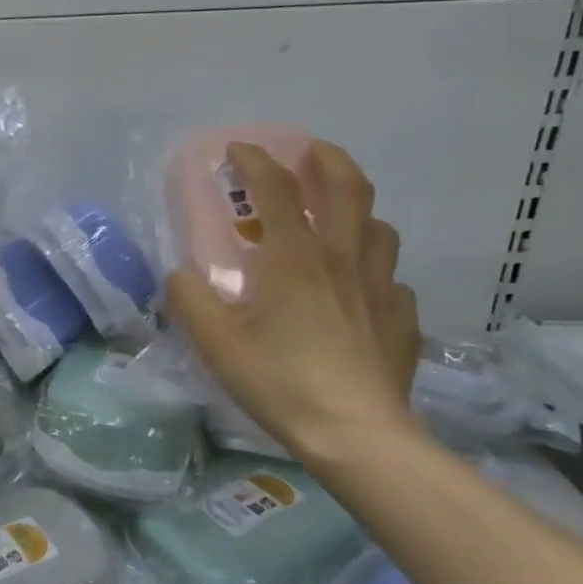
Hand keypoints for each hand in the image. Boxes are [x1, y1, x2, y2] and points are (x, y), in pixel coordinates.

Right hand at [165, 140, 421, 467]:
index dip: (255, 160)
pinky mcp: (402, 320)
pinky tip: (360, 291)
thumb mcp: (214, 340)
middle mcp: (342, 259)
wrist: (355, 434)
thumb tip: (180, 274)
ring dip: (357, 211)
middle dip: (328, 159)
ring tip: (338, 218)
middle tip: (310, 151)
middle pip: (349, 188)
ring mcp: (380, 288)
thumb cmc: (279, 380)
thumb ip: (188, 298)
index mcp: (294, 257)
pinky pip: (391, 280)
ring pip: (379, 229)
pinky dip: (372, 271)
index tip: (237, 148)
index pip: (276, 189)